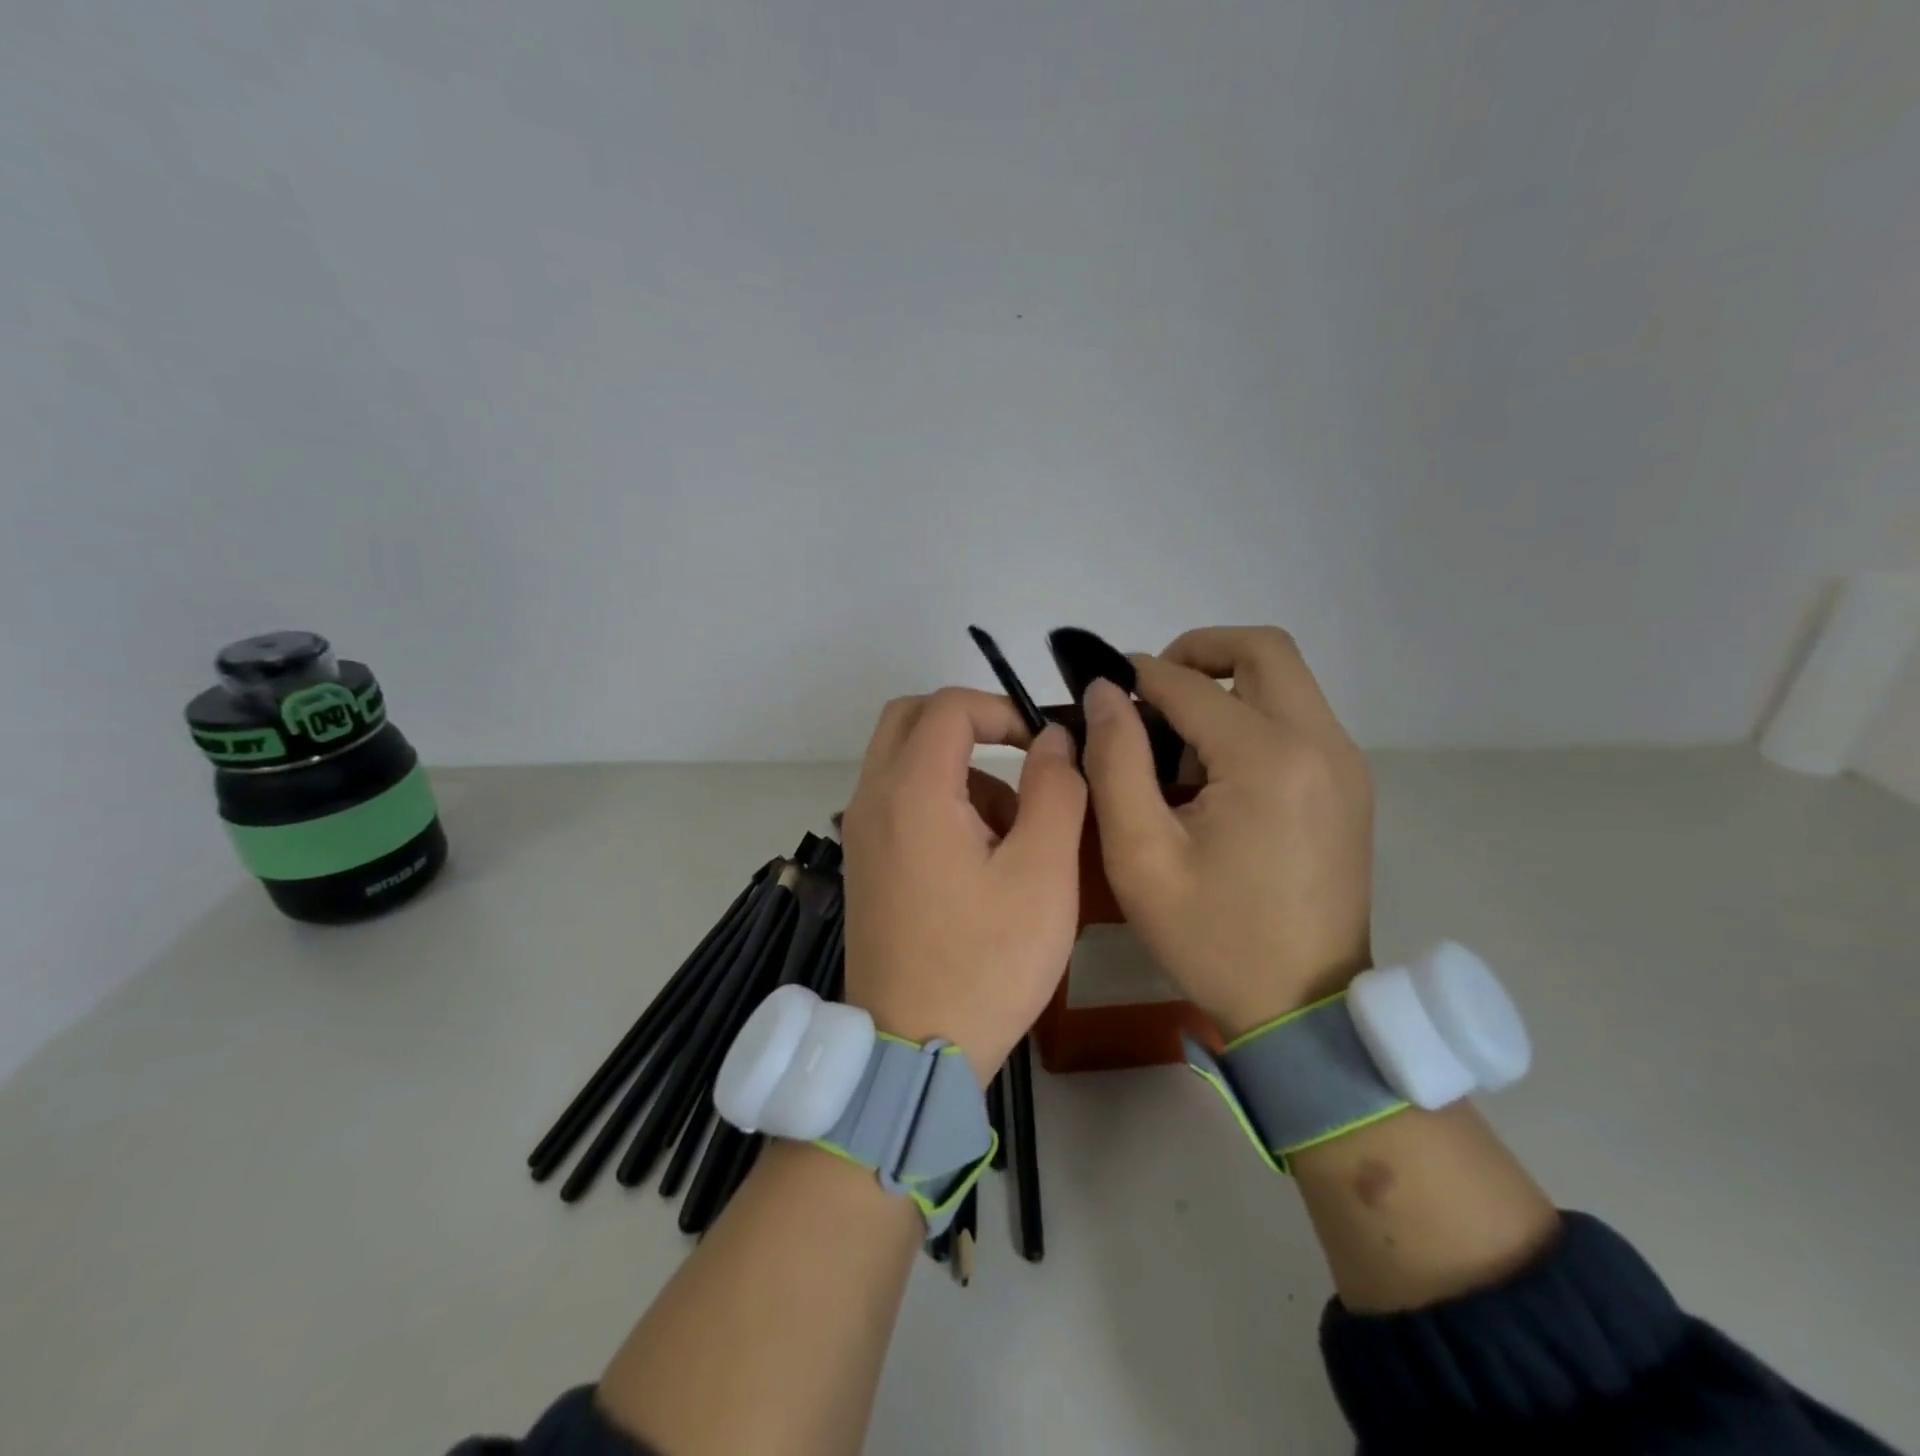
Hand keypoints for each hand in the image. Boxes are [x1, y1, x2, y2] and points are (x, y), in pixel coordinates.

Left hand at [841, 689, 1086, 1084]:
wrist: (913, 1050)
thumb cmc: (986, 961)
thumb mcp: (1042, 873)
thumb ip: (1055, 790)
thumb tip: (1052, 739)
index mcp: (912, 791)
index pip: (949, 706)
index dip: (1002, 709)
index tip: (1043, 745)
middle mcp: (873, 799)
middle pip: (911, 719)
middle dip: (970, 725)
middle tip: (1020, 761)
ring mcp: (861, 832)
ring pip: (904, 760)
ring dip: (959, 769)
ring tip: (1013, 834)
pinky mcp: (865, 862)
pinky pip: (898, 800)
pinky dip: (938, 800)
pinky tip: (980, 860)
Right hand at [1080, 627, 1373, 1036]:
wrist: (1303, 1007)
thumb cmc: (1211, 936)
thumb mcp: (1140, 855)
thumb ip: (1116, 761)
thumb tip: (1103, 692)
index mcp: (1267, 758)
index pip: (1188, 682)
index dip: (1134, 677)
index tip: (1098, 693)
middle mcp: (1320, 743)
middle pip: (1262, 648)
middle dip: (1196, 652)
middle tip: (1149, 693)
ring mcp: (1345, 762)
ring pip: (1284, 678)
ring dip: (1225, 683)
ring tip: (1176, 739)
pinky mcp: (1350, 783)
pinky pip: (1298, 716)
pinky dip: (1252, 714)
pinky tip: (1216, 770)